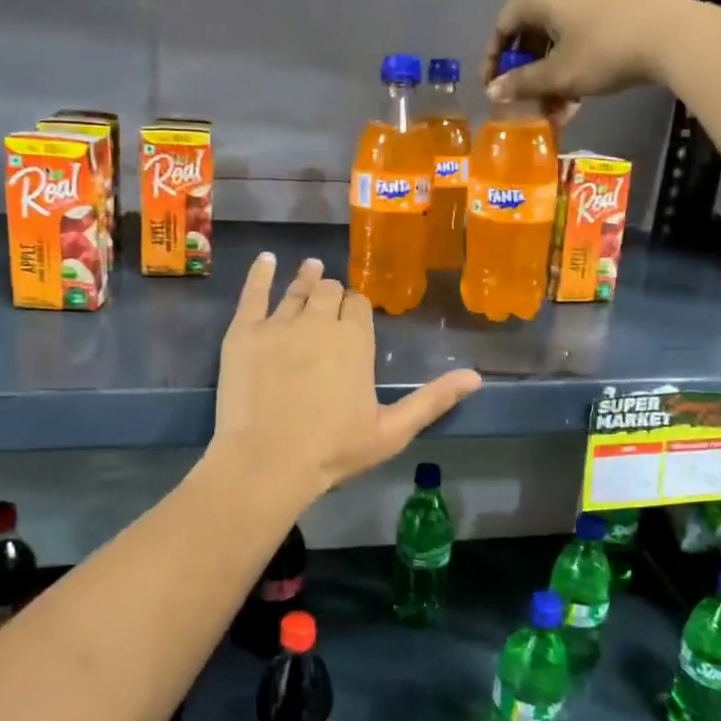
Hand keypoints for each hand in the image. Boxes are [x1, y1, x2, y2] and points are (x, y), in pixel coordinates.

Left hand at [212, 254, 481, 502]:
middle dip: (333, 294)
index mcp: (355, 340)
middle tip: (331, 300)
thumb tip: (476, 376)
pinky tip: (265, 260)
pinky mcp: (244, 332)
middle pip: (329, 291)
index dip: (357, 308)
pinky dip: (260, 274)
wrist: (267, 461)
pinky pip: (253, 293)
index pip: (359, 305)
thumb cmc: (333, 449)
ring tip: (311, 267)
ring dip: (306, 278)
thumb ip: (433, 400)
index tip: (355, 315)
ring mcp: (279, 324)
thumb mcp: (392, 431)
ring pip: (297, 289)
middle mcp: (319, 321)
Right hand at [482, 0, 700, 124]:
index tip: (492, 89)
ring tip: (556, 110)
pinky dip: (572, 65)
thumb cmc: (603, 53)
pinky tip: (579, 98)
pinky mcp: (616, 6)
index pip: (503, 25)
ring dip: (551, 77)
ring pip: (558, 38)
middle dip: (527, 73)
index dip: (493, 59)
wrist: (671, 37)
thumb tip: (492, 93)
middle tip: (526, 103)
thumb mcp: (557, 75)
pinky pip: (581, 36)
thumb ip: (522, 84)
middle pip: (532, 32)